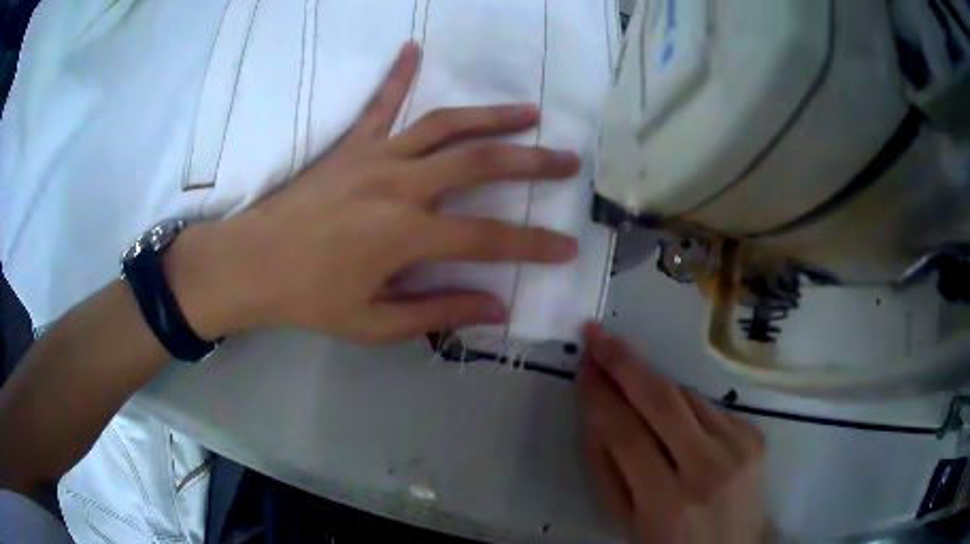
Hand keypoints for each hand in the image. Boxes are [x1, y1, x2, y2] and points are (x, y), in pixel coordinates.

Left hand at [172, 43, 581, 342]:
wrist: (250, 264)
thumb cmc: (309, 299)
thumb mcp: (373, 323)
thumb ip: (437, 311)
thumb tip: (497, 307)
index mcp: (405, 235)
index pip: (488, 238)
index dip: (533, 244)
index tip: (568, 246)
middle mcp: (399, 185)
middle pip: (480, 164)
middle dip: (532, 162)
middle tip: (569, 160)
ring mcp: (374, 157)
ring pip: (445, 125)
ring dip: (492, 116)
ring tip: (530, 111)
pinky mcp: (351, 145)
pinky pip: (380, 103)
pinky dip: (398, 74)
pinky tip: (414, 48)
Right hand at [579, 323, 765, 543]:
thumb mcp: (628, 521)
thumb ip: (609, 470)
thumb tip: (596, 413)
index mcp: (668, 502)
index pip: (626, 434)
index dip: (600, 395)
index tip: (583, 364)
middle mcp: (709, 467)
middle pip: (662, 399)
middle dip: (625, 362)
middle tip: (598, 335)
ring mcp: (739, 446)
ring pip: (687, 396)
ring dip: (652, 382)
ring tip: (627, 373)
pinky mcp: (755, 435)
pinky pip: (709, 407)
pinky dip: (683, 406)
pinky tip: (673, 419)